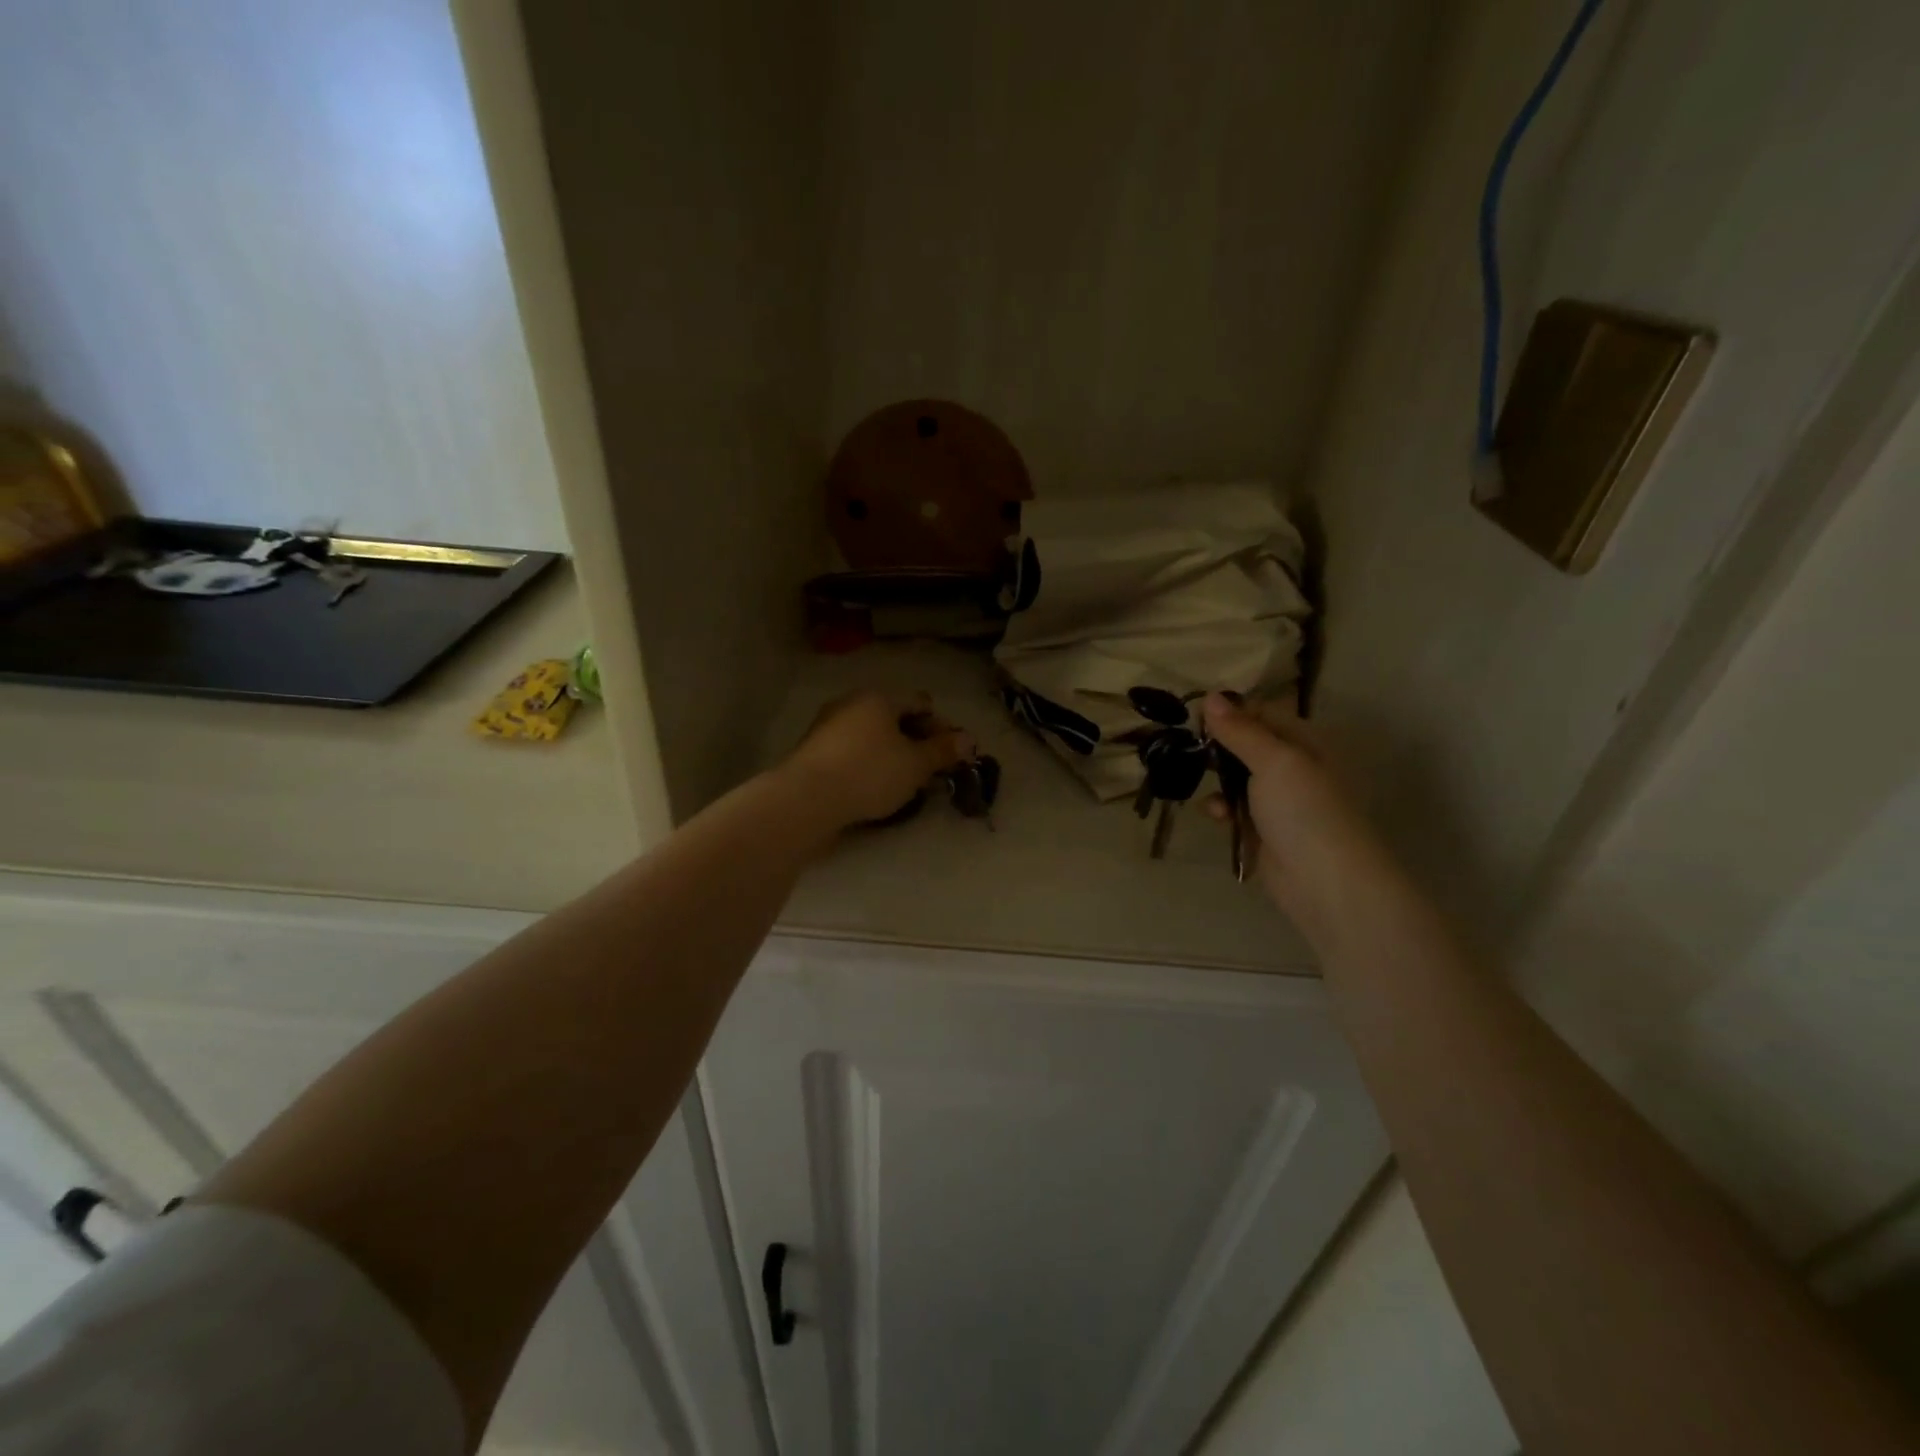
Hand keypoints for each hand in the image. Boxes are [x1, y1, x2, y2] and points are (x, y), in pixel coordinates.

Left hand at [779, 691, 970, 831]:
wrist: (806, 799)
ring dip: (892, 755)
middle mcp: (851, 704)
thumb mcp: (916, 764)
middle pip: (894, 718)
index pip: (920, 703)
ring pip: (872, 737)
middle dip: (916, 741)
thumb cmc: (869, 773)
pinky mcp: (814, 753)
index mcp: (878, 697)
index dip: (941, 727)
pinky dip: (869, 766)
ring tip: (905, 784)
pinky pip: (852, 754)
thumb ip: (943, 751)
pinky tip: (875, 789)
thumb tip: (968, 740)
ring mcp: (828, 727)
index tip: (952, 754)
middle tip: (931, 770)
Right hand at [1202, 693, 1389, 921]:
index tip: (1195, 716)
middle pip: (1247, 746)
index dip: (1230, 712)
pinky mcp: (1264, 831)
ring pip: (1237, 778)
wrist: (1325, 883)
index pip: (1262, 714)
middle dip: (1218, 748)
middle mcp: (1294, 767)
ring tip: (1199, 782)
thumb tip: (1211, 696)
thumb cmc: (1305, 811)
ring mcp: (1280, 801)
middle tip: (1186, 747)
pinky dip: (1223, 809)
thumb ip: (1240, 730)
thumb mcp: (1274, 761)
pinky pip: (1236, 810)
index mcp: (1306, 743)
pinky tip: (1215, 815)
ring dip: (1217, 780)